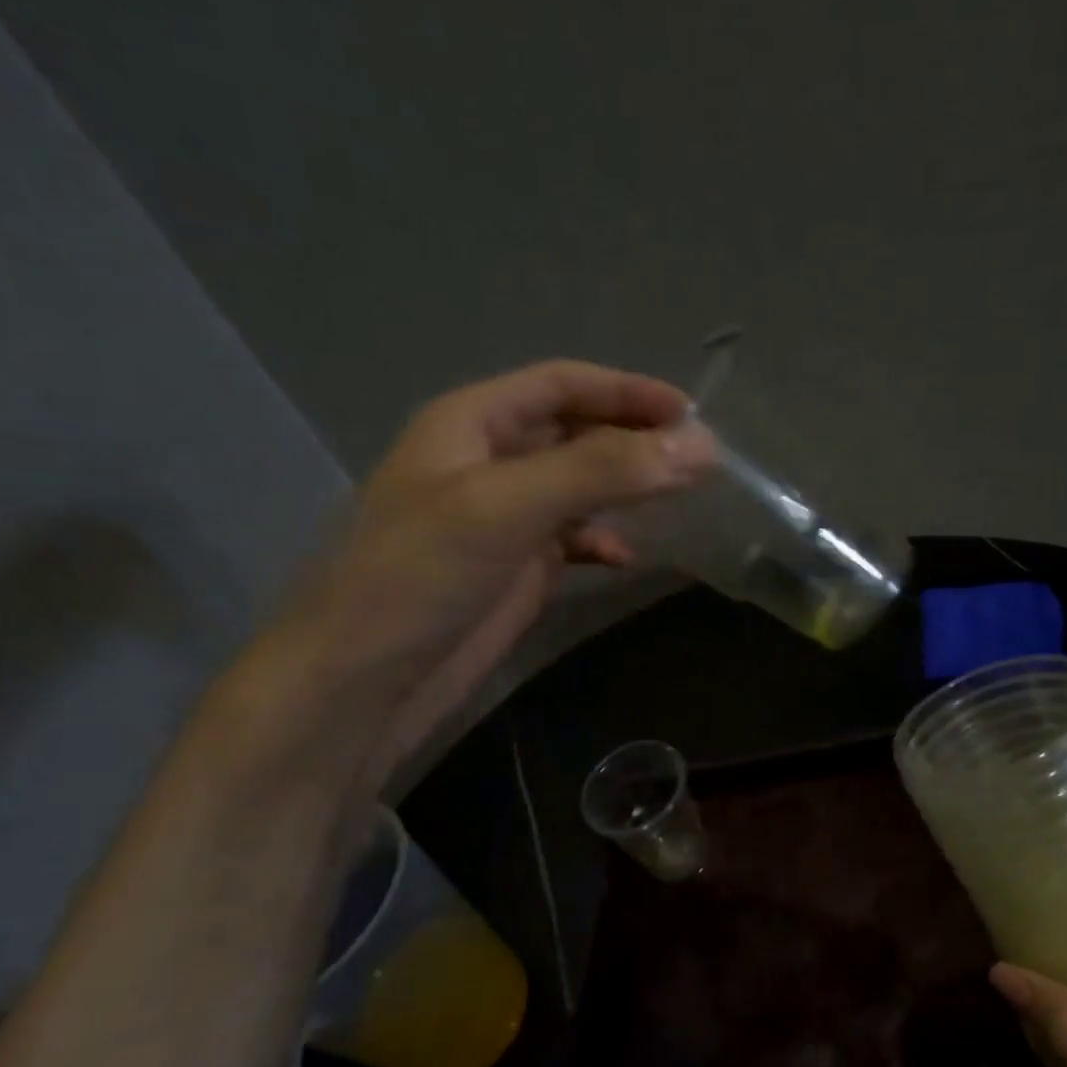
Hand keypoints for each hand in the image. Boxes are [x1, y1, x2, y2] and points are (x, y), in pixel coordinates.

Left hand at [269, 360, 714, 787]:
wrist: (365, 681)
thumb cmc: (423, 575)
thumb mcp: (509, 507)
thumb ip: (602, 470)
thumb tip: (700, 446)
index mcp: (472, 422)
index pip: (562, 384)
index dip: (627, 391)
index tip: (691, 414)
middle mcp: (489, 461)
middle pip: (576, 431)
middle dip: (634, 440)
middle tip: (698, 459)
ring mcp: (503, 519)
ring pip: (579, 486)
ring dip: (625, 489)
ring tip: (677, 499)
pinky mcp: (515, 570)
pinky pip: (572, 541)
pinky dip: (603, 543)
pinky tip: (625, 559)